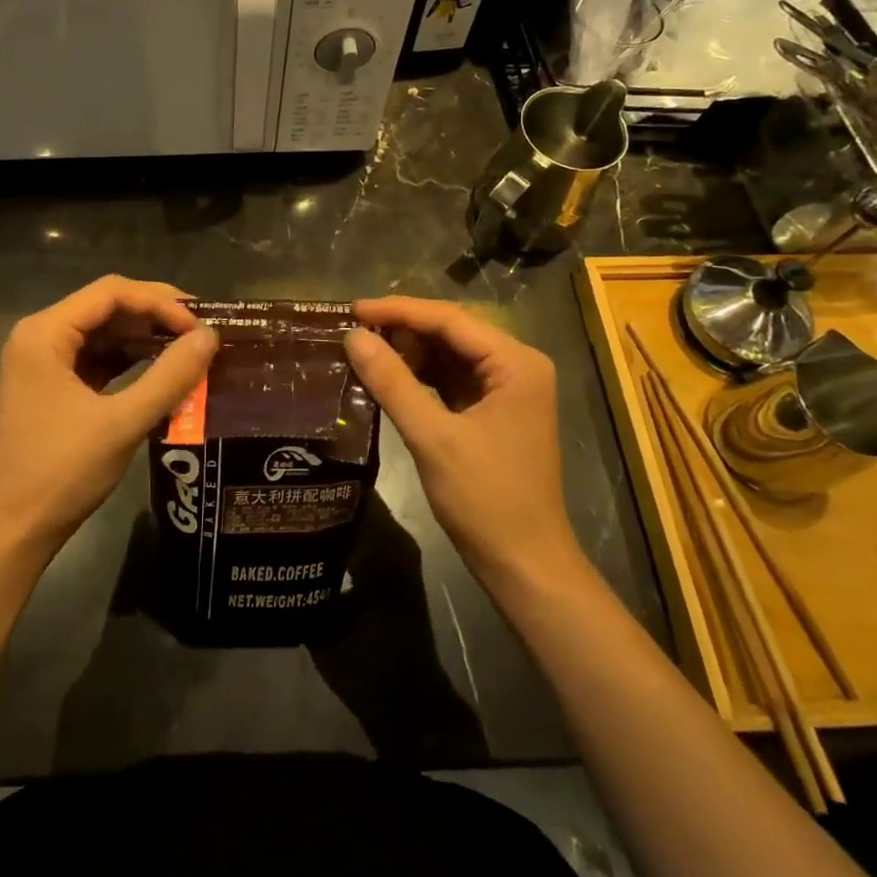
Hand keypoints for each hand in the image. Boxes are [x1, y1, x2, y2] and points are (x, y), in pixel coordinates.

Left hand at [0, 277, 218, 561]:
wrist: (10, 534)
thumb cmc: (60, 473)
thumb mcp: (122, 423)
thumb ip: (169, 377)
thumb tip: (210, 337)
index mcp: (45, 333)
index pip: (112, 293)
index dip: (161, 302)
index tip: (200, 325)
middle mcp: (41, 337)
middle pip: (108, 307)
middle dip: (156, 317)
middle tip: (203, 332)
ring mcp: (45, 363)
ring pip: (105, 334)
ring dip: (146, 339)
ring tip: (191, 350)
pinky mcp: (53, 388)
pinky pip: (98, 360)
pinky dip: (131, 362)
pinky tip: (164, 371)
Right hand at [346, 297, 584, 594]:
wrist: (525, 566)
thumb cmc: (486, 500)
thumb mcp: (433, 437)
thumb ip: (392, 382)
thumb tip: (352, 337)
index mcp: (516, 363)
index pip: (450, 319)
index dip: (398, 310)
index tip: (352, 309)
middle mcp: (517, 366)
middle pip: (451, 332)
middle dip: (402, 329)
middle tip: (352, 329)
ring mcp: (507, 390)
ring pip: (449, 355)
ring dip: (408, 352)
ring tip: (362, 348)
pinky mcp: (493, 412)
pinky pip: (451, 380)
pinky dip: (419, 377)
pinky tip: (386, 376)